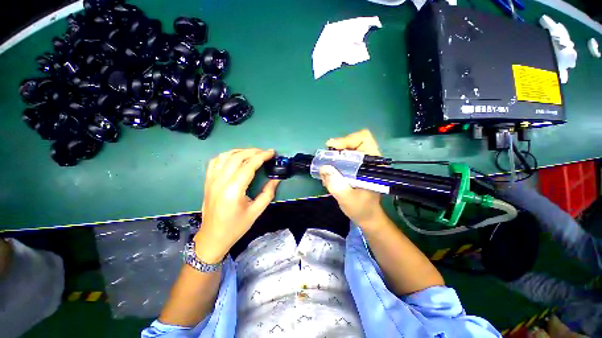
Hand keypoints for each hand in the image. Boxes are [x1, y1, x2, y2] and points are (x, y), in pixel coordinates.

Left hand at [194, 149, 279, 262]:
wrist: (212, 237)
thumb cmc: (236, 227)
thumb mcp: (256, 212)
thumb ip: (268, 193)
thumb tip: (276, 179)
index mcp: (233, 190)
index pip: (248, 166)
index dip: (262, 156)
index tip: (272, 152)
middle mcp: (220, 182)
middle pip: (237, 157)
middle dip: (253, 151)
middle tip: (265, 153)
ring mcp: (211, 180)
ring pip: (225, 156)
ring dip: (240, 151)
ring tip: (252, 153)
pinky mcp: (207, 181)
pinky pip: (215, 162)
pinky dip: (227, 156)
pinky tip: (235, 158)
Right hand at [319, 129, 385, 227]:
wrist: (367, 216)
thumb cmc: (361, 209)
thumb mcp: (347, 199)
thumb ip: (336, 184)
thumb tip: (323, 167)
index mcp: (373, 165)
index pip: (364, 139)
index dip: (347, 139)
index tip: (332, 147)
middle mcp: (369, 160)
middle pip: (353, 141)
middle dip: (337, 148)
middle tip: (326, 157)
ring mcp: (362, 164)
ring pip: (347, 150)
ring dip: (334, 156)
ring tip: (327, 168)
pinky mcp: (356, 168)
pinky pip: (343, 158)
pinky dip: (334, 162)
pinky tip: (330, 174)